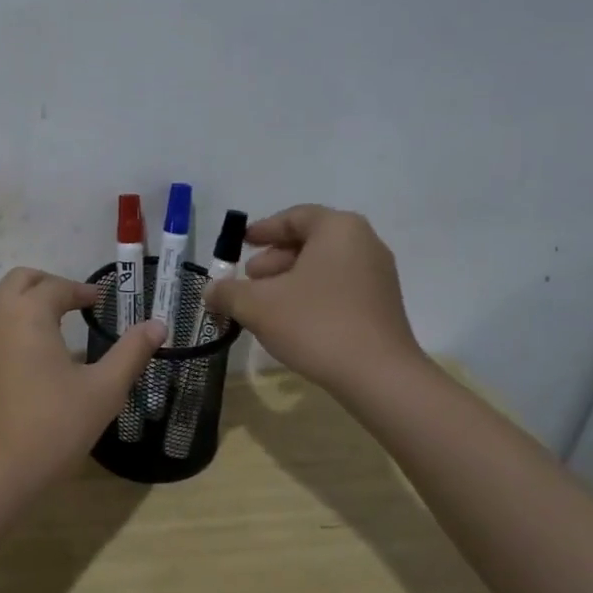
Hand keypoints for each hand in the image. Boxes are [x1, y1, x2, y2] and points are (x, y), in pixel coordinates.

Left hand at [0, 268, 165, 493]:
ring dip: (23, 302)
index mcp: (27, 314)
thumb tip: (158, 325)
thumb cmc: (53, 428)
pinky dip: (6, 327)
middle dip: (48, 284)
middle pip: (19, 281)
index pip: (57, 287)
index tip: (101, 302)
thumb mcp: (103, 390)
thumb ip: (131, 352)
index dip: (82, 291)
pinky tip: (25, 359)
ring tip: (50, 326)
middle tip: (75, 304)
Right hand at [203, 205, 425, 404]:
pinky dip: (311, 294)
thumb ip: (227, 292)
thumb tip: (210, 291)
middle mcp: (364, 243)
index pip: (294, 217)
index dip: (263, 229)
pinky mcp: (382, 305)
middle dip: (274, 258)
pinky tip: (291, 320)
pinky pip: (339, 287)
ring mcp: (378, 275)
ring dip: (290, 279)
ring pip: (324, 266)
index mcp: (338, 229)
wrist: (377, 375)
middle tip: (249, 278)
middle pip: (310, 241)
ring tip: (264, 303)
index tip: (241, 243)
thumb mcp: (256, 305)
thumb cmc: (314, 324)